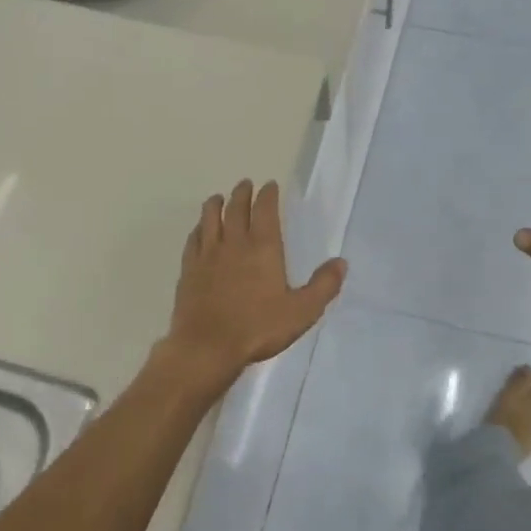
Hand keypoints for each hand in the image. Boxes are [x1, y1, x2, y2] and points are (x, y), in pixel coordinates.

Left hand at [160, 180, 345, 387]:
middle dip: (242, 193)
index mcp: (263, 247)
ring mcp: (207, 254)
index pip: (265, 210)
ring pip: (210, 218)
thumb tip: (341, 262)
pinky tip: (198, 230)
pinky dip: (197, 229)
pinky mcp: (188, 269)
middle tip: (245, 184)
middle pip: (236, 208)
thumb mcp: (302, 311)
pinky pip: (192, 240)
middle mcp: (233, 243)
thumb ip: (323, 286)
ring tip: (218, 197)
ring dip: (215, 204)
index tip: (269, 185)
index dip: (268, 195)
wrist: (207, 346)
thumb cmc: (258, 328)